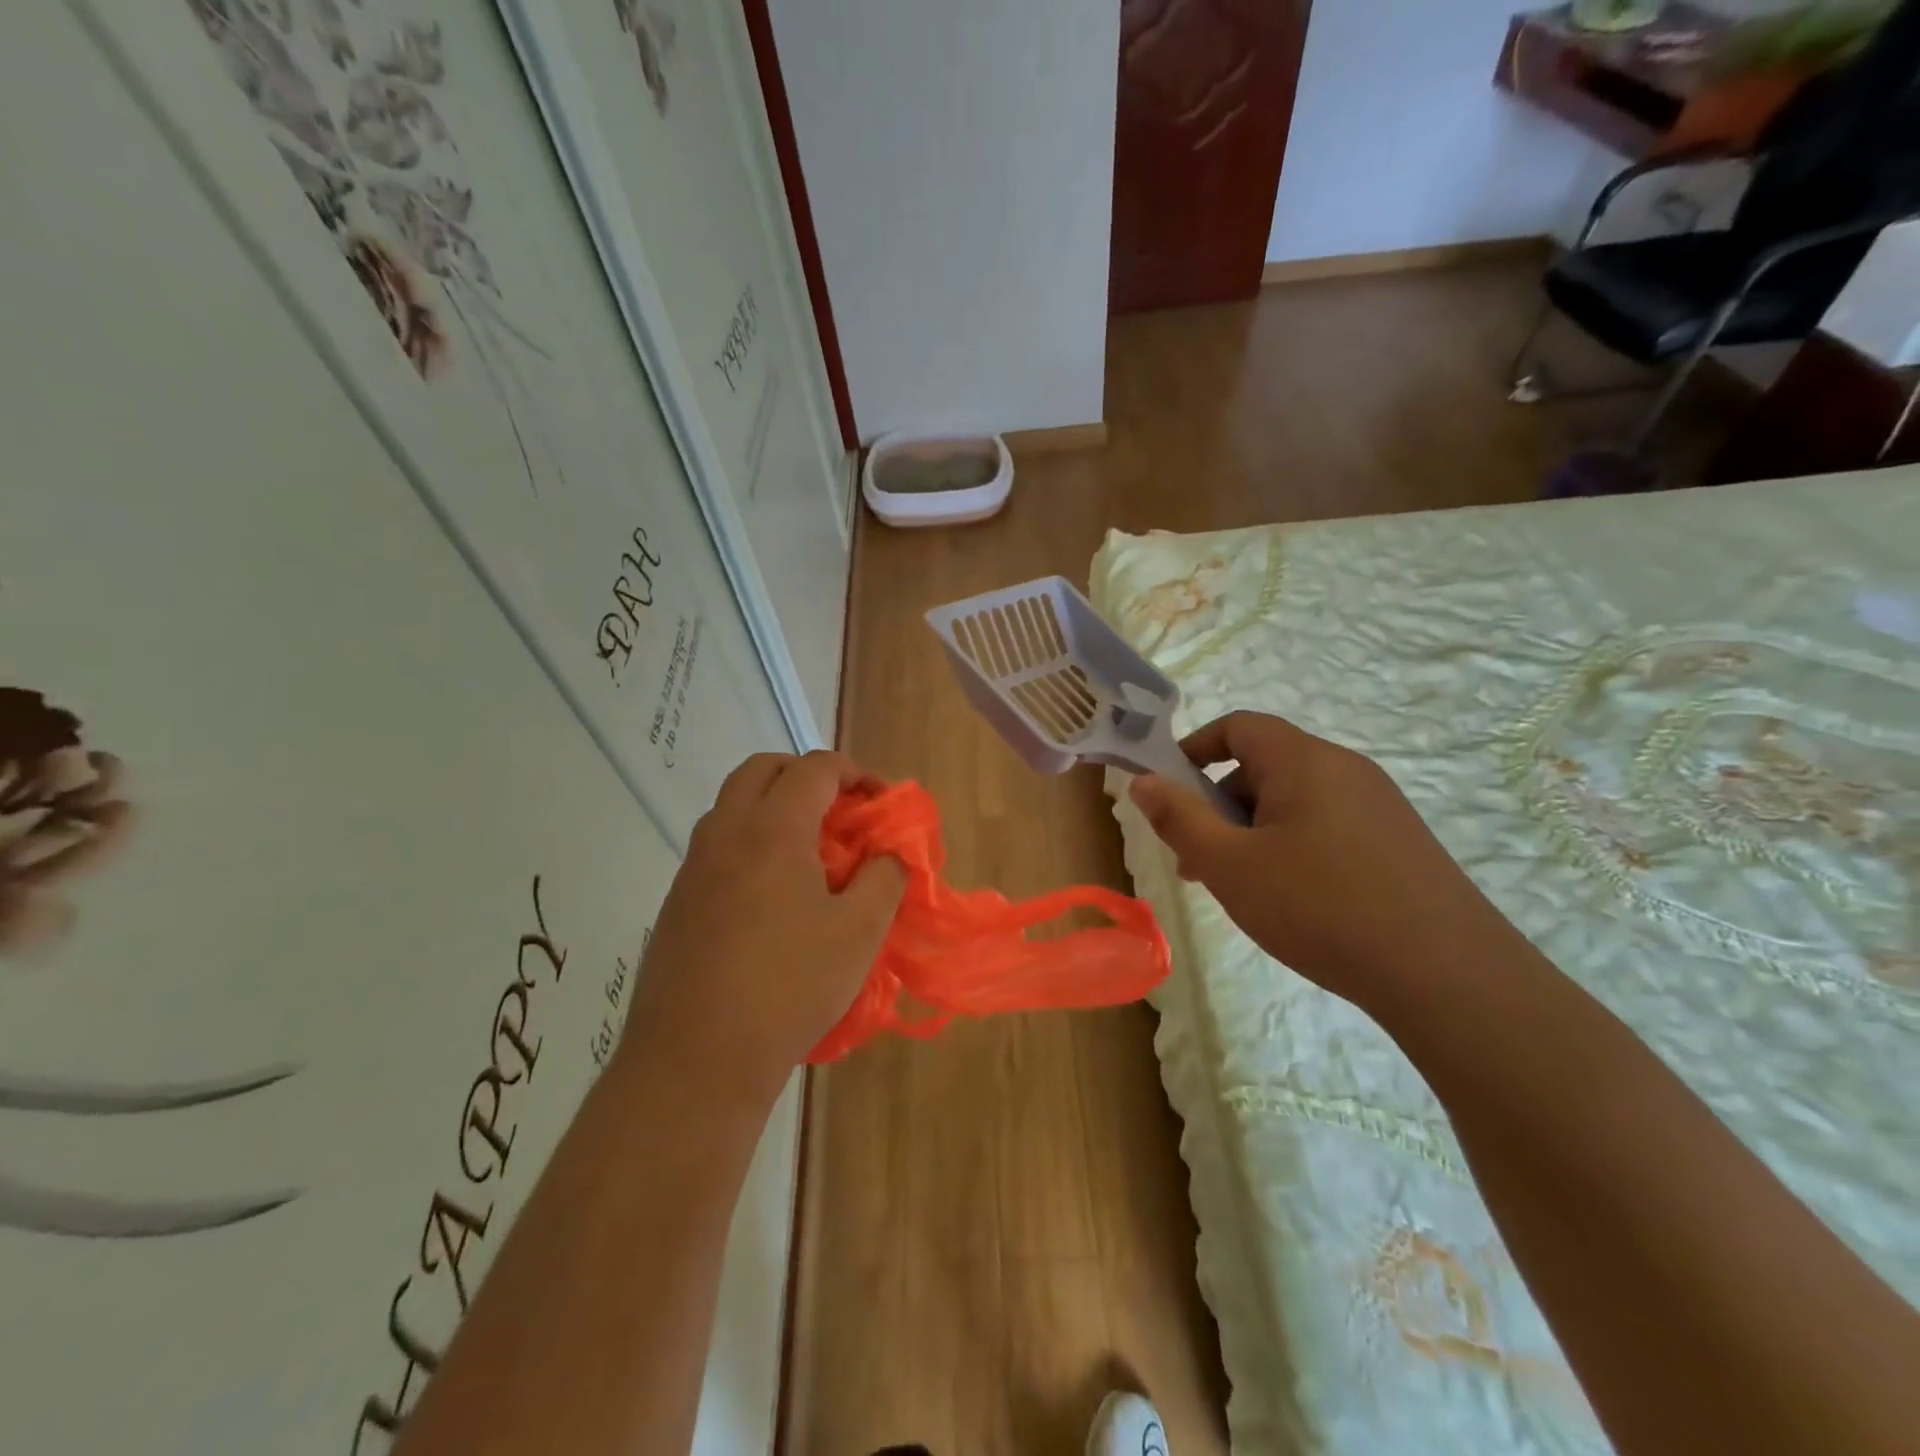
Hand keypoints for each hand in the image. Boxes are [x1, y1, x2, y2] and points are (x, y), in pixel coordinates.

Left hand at [626, 751, 906, 1109]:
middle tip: (842, 811)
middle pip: (763, 769)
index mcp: (772, 830)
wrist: (695, 1060)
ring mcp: (694, 867)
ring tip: (812, 851)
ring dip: (775, 806)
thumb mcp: (858, 932)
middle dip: (808, 775)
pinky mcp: (678, 901)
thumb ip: (884, 878)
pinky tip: (775, 894)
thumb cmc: (788, 987)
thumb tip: (890, 854)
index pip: (815, 768)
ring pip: (733, 805)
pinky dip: (751, 840)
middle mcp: (725, 833)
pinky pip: (718, 844)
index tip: (881, 803)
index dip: (856, 773)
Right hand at [1129, 712, 1505, 1011]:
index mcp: (1303, 760)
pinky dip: (1293, 846)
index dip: (1196, 748)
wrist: (1448, 975)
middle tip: (1200, 859)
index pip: (1239, 726)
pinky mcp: (1400, 841)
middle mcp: (1344, 768)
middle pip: (1265, 766)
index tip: (1170, 790)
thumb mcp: (1229, 865)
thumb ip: (1179, 818)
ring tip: (1241, 888)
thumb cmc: (1320, 907)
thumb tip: (1143, 781)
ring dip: (1254, 831)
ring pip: (1295, 801)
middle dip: (1221, 804)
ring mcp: (1379, 805)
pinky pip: (1327, 825)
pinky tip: (1293, 900)